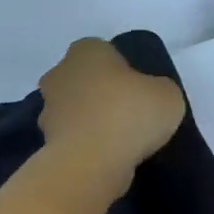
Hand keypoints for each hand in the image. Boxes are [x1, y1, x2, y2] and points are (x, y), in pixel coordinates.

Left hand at [37, 38, 185, 193]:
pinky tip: (106, 158)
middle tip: (129, 112)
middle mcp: (60, 73)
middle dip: (100, 92)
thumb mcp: (167, 94)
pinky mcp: (46, 142)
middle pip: (83, 78)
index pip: (103, 51)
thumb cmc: (129, 114)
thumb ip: (158, 89)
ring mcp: (48, 109)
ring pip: (74, 109)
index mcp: (87, 50)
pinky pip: (71, 137)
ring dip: (90, 120)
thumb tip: (151, 96)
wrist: (90, 163)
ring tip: (119, 141)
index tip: (138, 88)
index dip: (121, 68)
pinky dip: (84, 145)